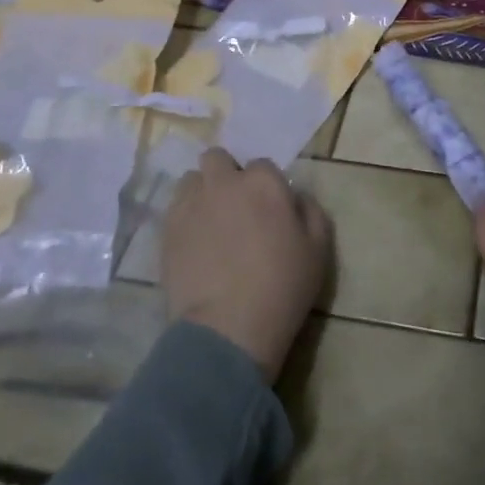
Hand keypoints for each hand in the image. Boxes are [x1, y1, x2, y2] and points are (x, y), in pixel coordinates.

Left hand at [162, 148, 330, 382]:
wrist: (229, 326)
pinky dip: (185, 216)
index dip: (266, 186)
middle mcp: (224, 183)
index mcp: (263, 183)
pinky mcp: (166, 229)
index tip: (269, 209)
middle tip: (236, 207)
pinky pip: (174, 208)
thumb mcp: (318, 249)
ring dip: (202, 191)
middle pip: (217, 158)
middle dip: (226, 175)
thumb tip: (296, 197)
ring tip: (211, 221)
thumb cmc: (283, 286)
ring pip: (191, 180)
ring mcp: (190, 204)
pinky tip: (195, 241)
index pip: (262, 165)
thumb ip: (311, 211)